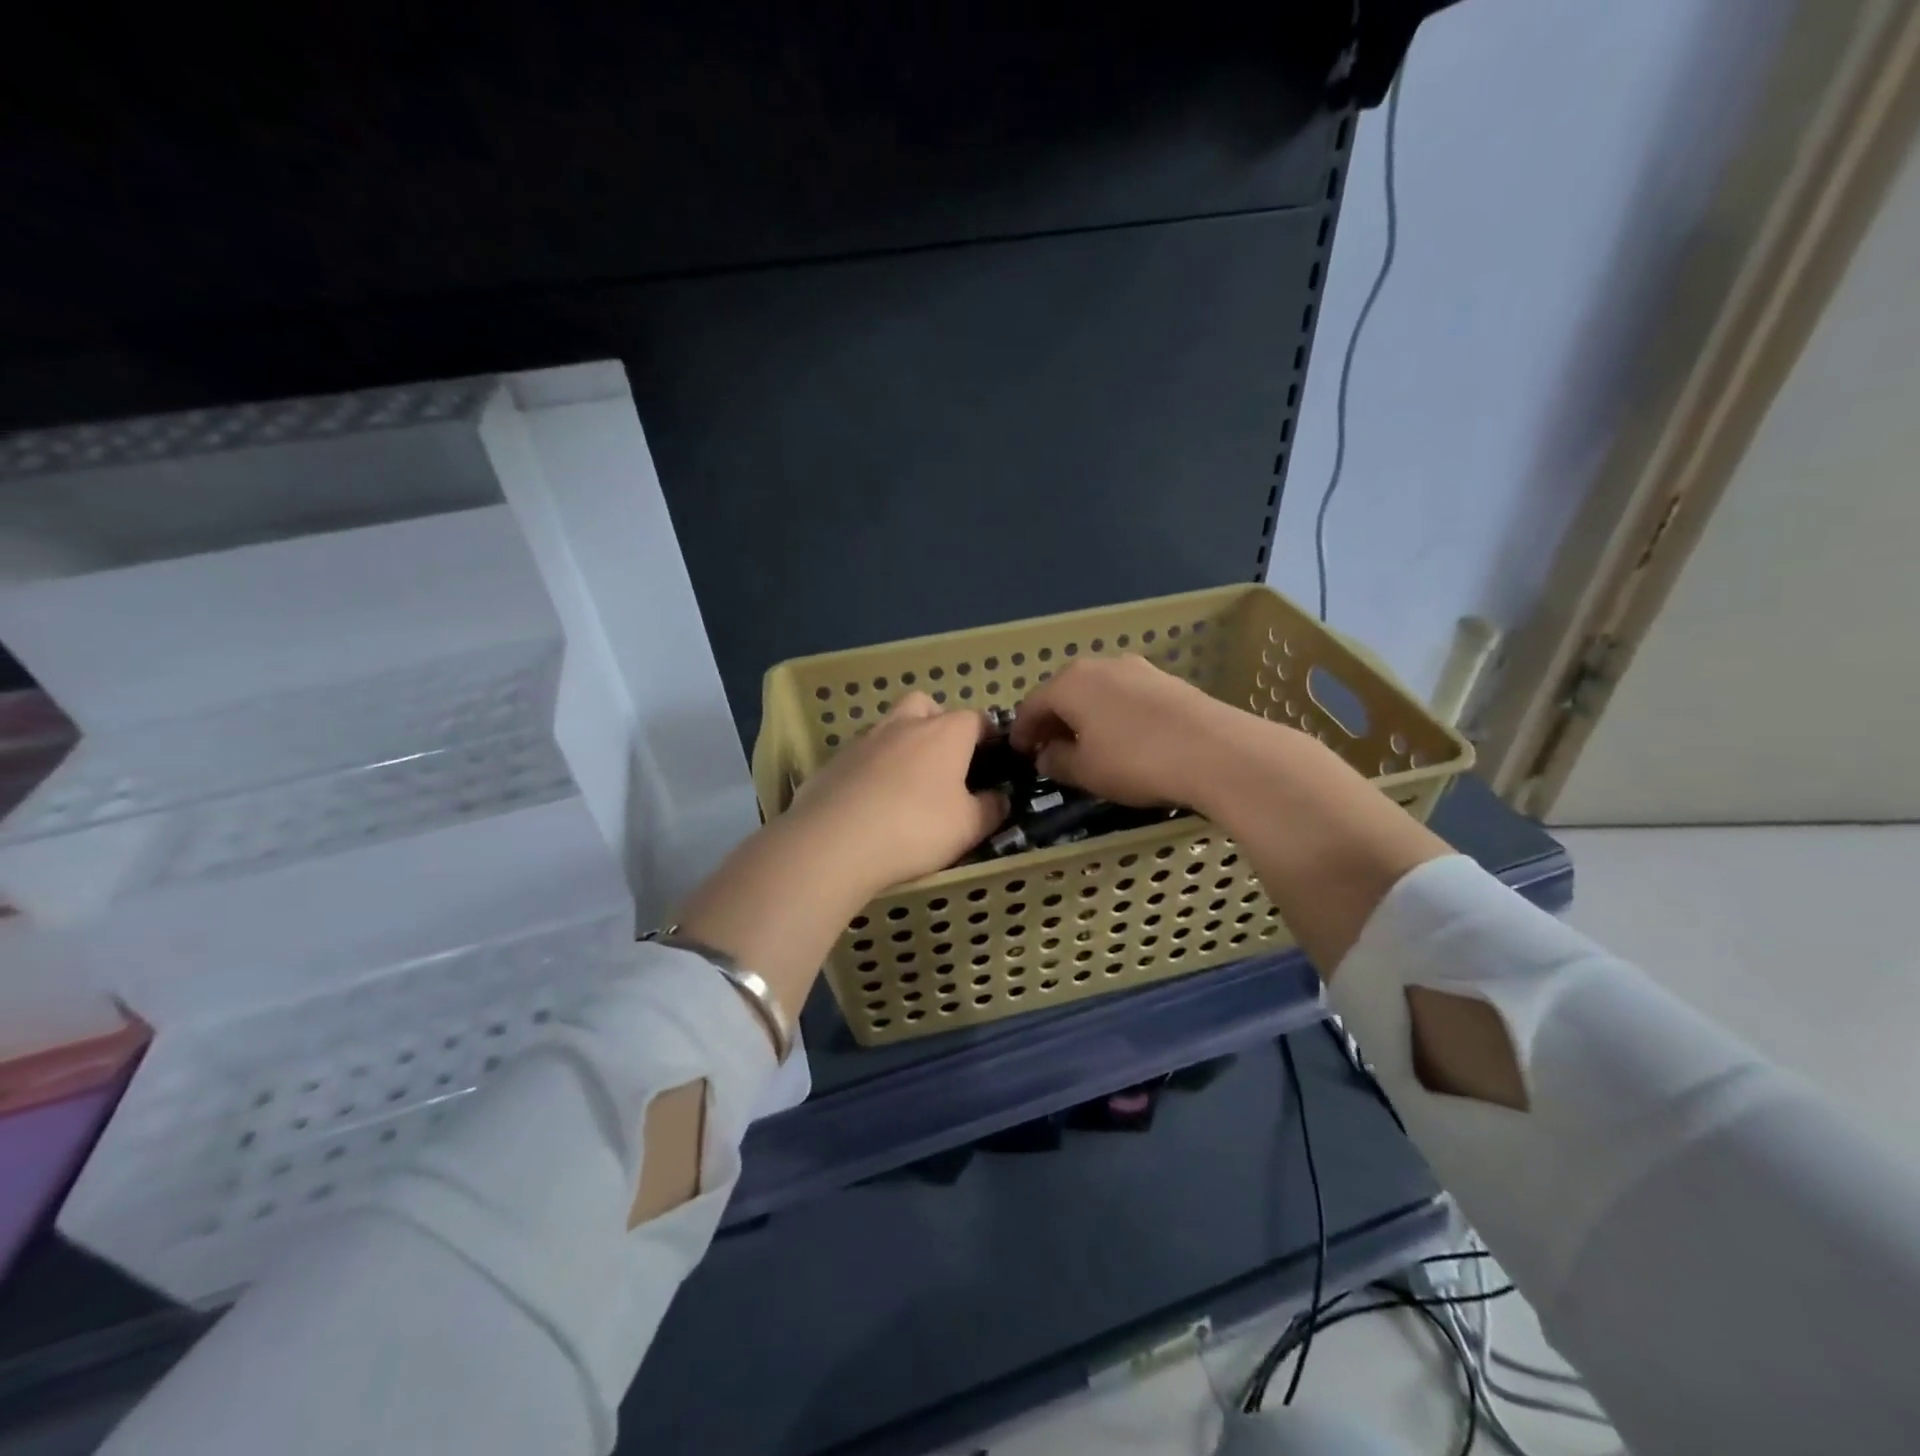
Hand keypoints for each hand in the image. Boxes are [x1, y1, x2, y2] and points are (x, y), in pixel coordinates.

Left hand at [782, 692, 1008, 895]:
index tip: (991, 756)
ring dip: (900, 744)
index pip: (974, 718)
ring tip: (904, 783)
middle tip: (942, 759)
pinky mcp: (833, 761)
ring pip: (888, 727)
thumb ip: (990, 809)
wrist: (834, 841)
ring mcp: (863, 740)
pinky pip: (860, 755)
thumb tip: (999, 798)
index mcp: (944, 733)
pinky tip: (870, 801)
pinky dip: (870, 769)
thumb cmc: (916, 828)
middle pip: (925, 705)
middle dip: (937, 722)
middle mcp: (904, 725)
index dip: (986, 735)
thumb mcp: (969, 827)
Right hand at [1009, 655, 1242, 810]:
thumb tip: (1047, 755)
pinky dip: (1114, 715)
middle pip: (1065, 693)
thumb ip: (1057, 761)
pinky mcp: (1168, 681)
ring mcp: (1138, 669)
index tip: (1019, 753)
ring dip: (1085, 717)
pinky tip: (1123, 739)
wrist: (1215, 751)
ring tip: (1087, 746)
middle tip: (1049, 750)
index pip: (1032, 705)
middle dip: (1053, 721)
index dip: (1022, 731)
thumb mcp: (1085, 771)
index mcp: (1070, 682)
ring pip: (1097, 693)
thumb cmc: (1135, 761)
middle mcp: (1101, 665)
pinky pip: (1126, 697)